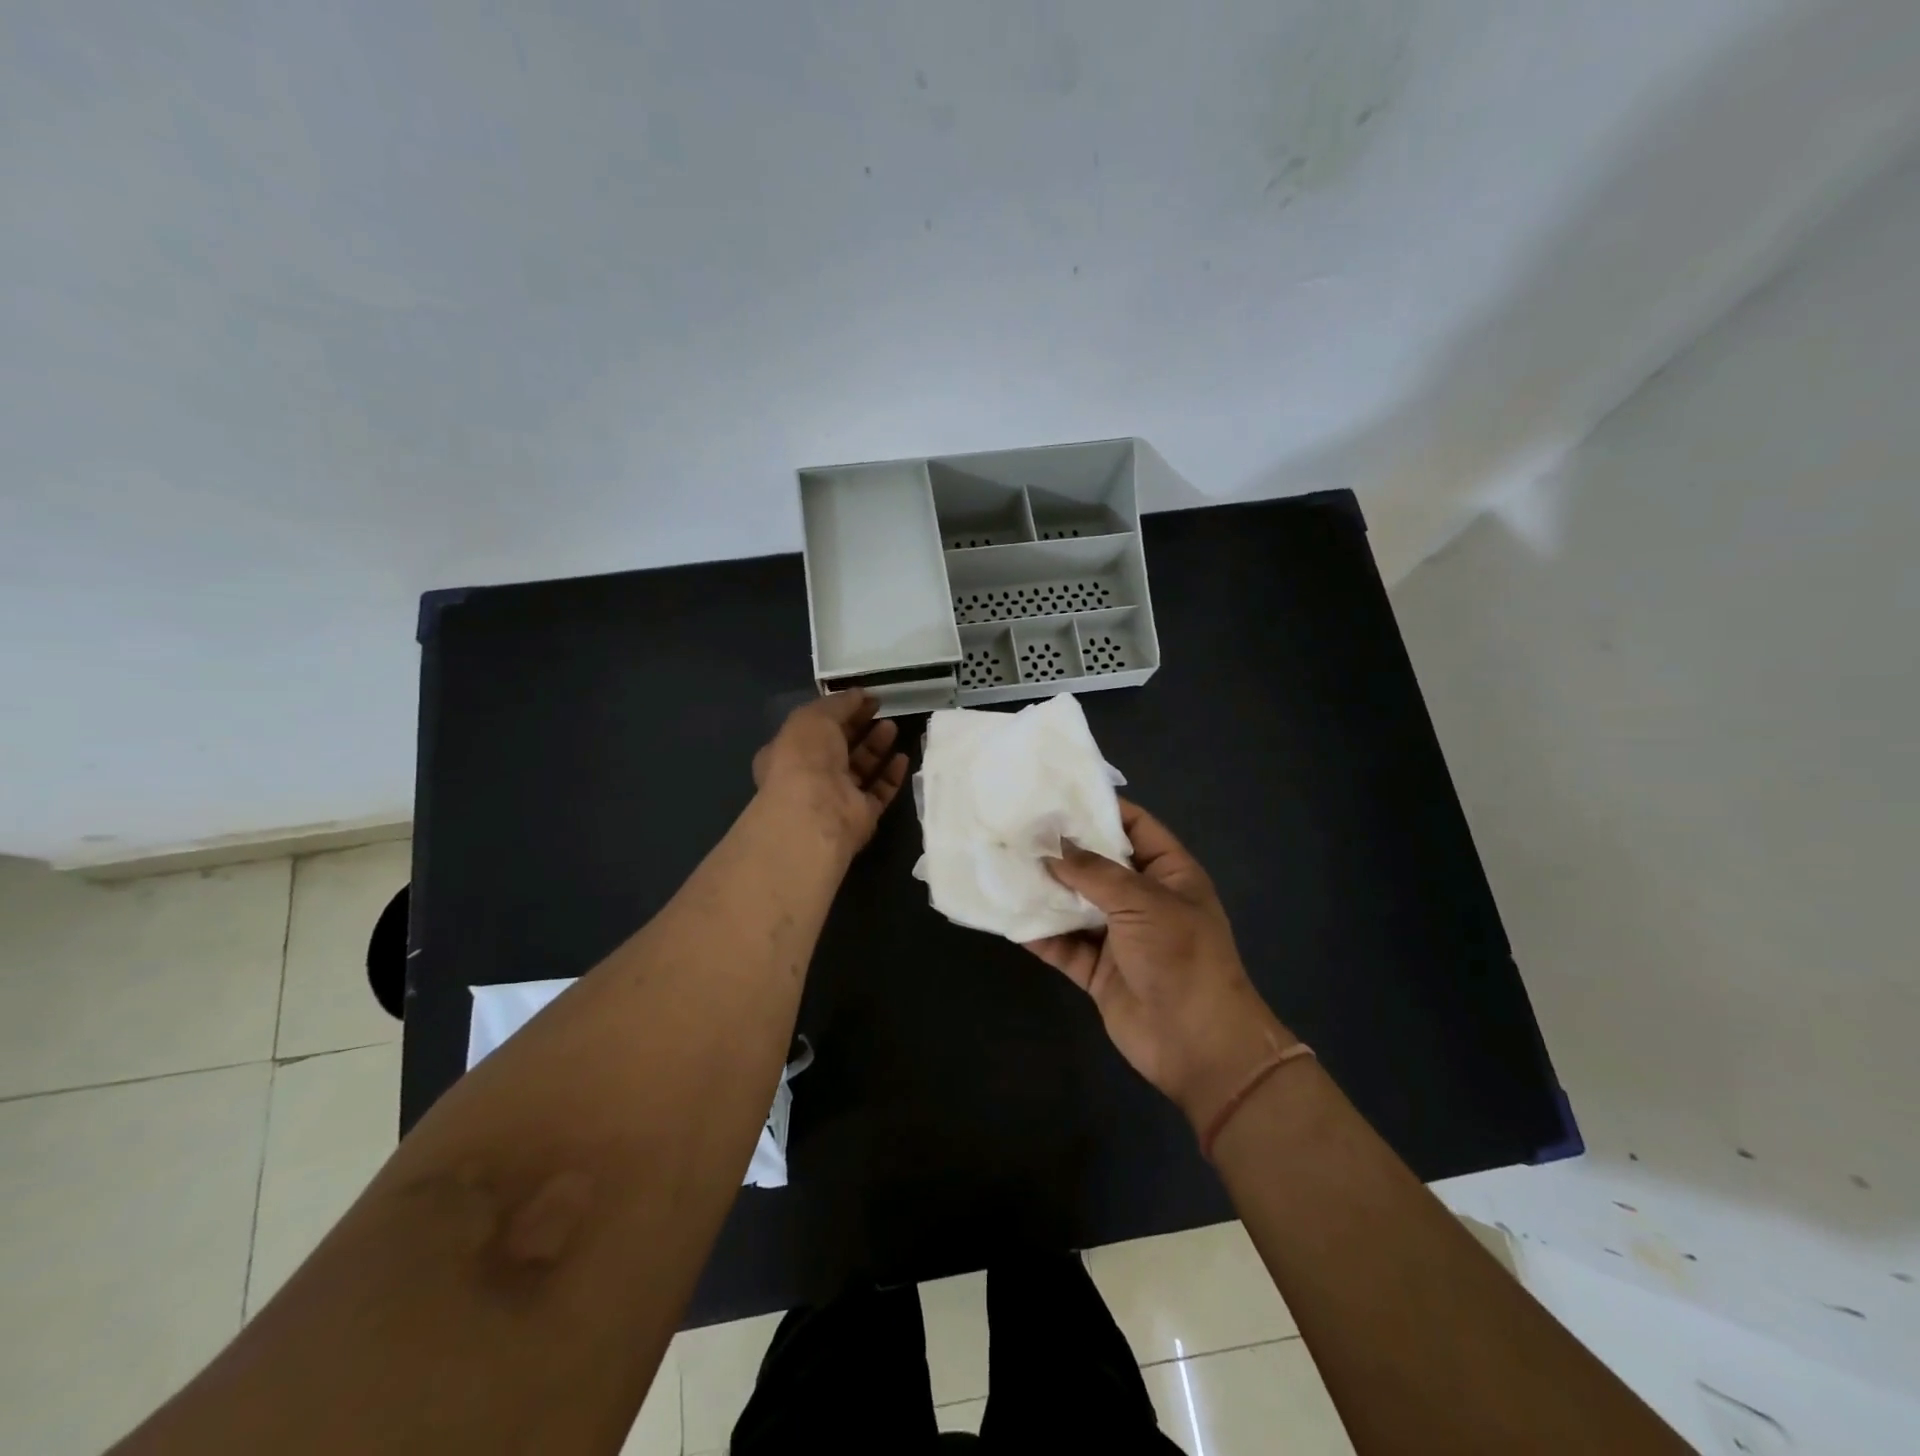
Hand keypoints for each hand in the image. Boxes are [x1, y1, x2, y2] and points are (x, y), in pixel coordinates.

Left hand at [752, 691, 909, 852]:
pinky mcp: (861, 815)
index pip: (815, 728)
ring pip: (860, 769)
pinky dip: (891, 775)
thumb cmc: (806, 758)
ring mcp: (836, 797)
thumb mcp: (814, 717)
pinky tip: (902, 757)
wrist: (817, 812)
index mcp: (789, 752)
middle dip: (859, 727)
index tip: (863, 698)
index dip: (838, 711)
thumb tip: (859, 694)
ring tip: (892, 727)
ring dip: (876, 747)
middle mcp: (810, 776)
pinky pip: (879, 792)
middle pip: (839, 748)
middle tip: (880, 709)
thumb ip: (838, 703)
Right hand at [1025, 800, 1296, 1130]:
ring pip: (1075, 905)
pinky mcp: (1098, 970)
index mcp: (1168, 873)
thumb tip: (1049, 845)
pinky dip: (1039, 934)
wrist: (1198, 1045)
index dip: (1099, 809)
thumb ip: (1092, 872)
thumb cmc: (1180, 957)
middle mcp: (1143, 899)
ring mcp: (1119, 936)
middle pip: (1097, 864)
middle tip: (1016, 828)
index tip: (1055, 795)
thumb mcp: (1141, 902)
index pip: (1134, 826)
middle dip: (1061, 850)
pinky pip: (1063, 945)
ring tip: (1003, 865)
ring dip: (1044, 891)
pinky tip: (1007, 917)